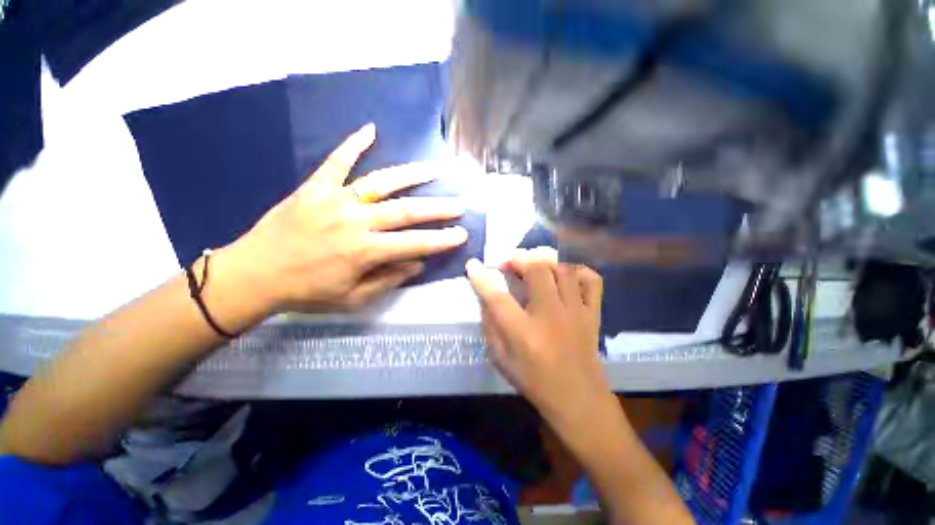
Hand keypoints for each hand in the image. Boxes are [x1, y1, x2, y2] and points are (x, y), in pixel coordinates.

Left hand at [223, 124, 467, 313]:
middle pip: (406, 210)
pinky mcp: (315, 187)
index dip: (441, 240)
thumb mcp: (353, 298)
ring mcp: (335, 199)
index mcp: (364, 251)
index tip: (462, 234)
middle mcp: (355, 221)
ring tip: (437, 168)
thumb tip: (418, 264)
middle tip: (460, 204)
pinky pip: (337, 162)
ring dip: (413, 174)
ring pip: (382, 182)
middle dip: (438, 208)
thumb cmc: (307, 292)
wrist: (254, 274)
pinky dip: (353, 144)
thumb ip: (388, 279)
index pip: (415, 243)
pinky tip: (370, 129)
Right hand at [466, 247, 610, 432]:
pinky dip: (578, 270)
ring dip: (545, 260)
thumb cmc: (534, 381)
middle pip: (537, 271)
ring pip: (563, 269)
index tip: (472, 264)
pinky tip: (564, 274)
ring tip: (534, 263)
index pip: (497, 298)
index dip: (481, 278)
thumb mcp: (501, 359)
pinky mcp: (592, 313)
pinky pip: (591, 280)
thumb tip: (486, 296)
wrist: (579, 400)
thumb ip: (490, 325)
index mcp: (524, 333)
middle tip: (510, 262)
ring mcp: (576, 312)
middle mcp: (551, 316)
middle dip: (519, 258)